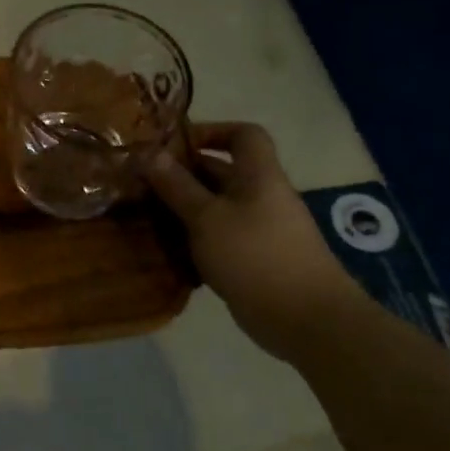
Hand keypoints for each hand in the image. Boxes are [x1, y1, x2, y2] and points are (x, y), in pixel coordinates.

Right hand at [146, 122, 369, 359]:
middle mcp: (262, 196)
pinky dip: (196, 238)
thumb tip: (149, 153)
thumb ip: (177, 186)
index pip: (244, 135)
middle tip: (144, 182)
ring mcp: (261, 230)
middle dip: (185, 174)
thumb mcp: (207, 217)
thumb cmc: (255, 256)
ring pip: (218, 207)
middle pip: (223, 172)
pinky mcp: (254, 260)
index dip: (213, 131)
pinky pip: (220, 237)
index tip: (176, 144)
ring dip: (185, 209)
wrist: (305, 319)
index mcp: (259, 175)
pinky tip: (168, 249)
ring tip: (148, 215)